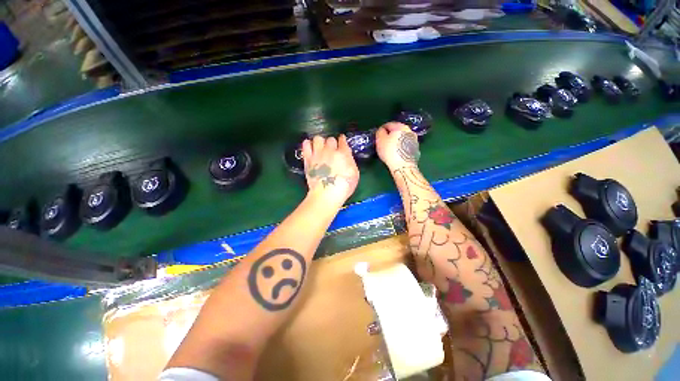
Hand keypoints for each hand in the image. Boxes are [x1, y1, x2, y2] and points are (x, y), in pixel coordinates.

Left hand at [302, 135, 359, 205]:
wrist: (327, 194)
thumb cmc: (344, 187)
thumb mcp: (354, 174)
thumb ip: (350, 162)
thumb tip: (346, 156)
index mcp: (343, 154)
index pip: (342, 141)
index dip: (342, 140)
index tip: (342, 141)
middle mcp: (330, 151)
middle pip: (330, 139)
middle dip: (332, 143)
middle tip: (331, 150)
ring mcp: (318, 154)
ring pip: (318, 138)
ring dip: (320, 142)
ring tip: (320, 149)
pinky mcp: (308, 159)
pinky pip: (306, 144)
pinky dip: (308, 145)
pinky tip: (311, 149)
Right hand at [375, 122, 420, 168]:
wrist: (403, 167)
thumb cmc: (390, 152)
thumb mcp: (380, 140)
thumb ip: (380, 132)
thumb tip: (382, 130)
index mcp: (401, 126)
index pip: (389, 124)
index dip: (381, 130)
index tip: (378, 136)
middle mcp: (410, 131)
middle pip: (397, 131)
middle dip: (390, 135)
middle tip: (383, 143)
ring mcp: (414, 141)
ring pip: (402, 139)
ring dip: (396, 142)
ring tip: (389, 149)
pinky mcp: (416, 150)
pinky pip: (405, 146)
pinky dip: (400, 148)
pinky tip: (396, 155)